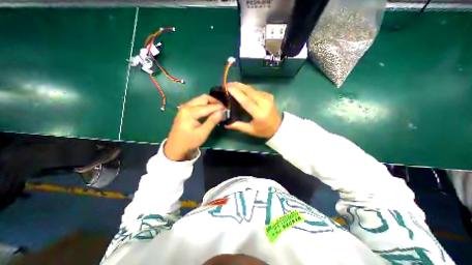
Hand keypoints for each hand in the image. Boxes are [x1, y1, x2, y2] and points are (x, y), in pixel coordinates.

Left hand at [165, 95, 224, 160]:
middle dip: (215, 102)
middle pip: (204, 98)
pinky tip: (210, 111)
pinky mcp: (185, 110)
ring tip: (218, 109)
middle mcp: (186, 106)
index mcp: (190, 112)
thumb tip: (222, 112)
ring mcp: (185, 107)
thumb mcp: (202, 133)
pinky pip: (197, 103)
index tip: (227, 110)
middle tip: (223, 108)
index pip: (208, 107)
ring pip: (200, 99)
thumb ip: (212, 121)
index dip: (218, 107)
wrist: (176, 147)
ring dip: (210, 102)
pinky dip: (205, 105)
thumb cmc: (189, 141)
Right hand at [224, 83, 278, 137]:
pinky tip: (243, 89)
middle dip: (239, 86)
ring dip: (243, 86)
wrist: (278, 127)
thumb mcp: (250, 130)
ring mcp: (268, 98)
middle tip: (229, 83)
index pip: (246, 101)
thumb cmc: (263, 130)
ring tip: (234, 85)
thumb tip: (226, 124)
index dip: (237, 93)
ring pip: (253, 90)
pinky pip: (257, 91)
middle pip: (250, 92)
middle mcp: (265, 104)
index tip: (228, 87)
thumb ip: (238, 126)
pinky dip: (249, 89)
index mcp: (259, 113)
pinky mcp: (270, 96)